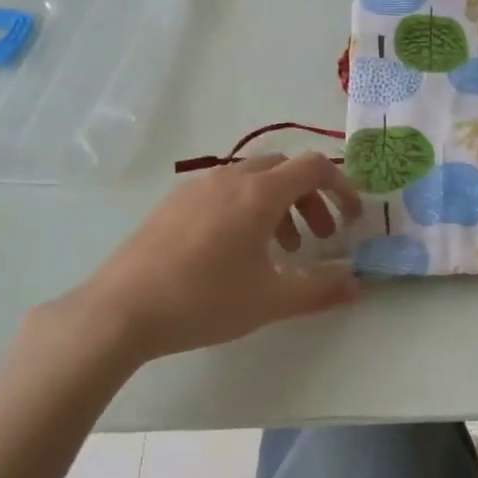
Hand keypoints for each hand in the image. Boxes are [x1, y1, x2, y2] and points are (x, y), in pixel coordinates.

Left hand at [37, 153, 362, 365]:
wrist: (121, 310)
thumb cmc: (204, 301)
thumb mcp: (271, 300)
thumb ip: (321, 290)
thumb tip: (357, 284)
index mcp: (258, 194)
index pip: (314, 168)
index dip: (342, 188)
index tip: (351, 219)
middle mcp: (229, 179)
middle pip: (284, 170)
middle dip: (311, 199)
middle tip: (319, 238)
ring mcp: (196, 188)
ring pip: (252, 181)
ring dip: (279, 206)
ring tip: (281, 251)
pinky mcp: (173, 204)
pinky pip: (224, 192)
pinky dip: (247, 209)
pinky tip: (235, 252)